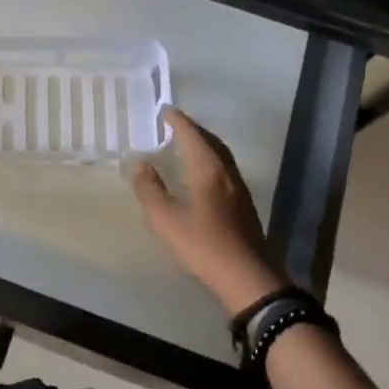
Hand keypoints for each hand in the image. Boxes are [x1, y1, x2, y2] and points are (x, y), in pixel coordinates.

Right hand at [129, 107, 284, 315]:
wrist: (247, 278)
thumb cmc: (203, 245)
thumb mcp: (166, 220)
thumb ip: (150, 190)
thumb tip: (140, 163)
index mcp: (208, 170)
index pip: (193, 135)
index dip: (178, 121)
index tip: (165, 110)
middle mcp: (227, 173)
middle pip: (212, 142)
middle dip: (194, 130)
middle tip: (176, 124)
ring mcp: (240, 190)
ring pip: (222, 157)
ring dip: (205, 145)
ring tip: (189, 145)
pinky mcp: (245, 207)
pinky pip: (226, 170)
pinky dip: (212, 161)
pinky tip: (204, 176)